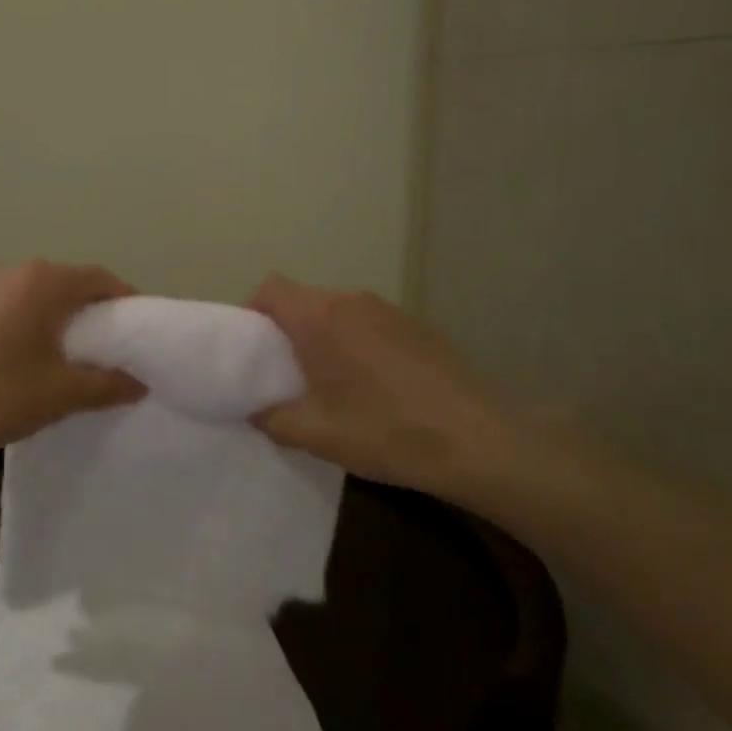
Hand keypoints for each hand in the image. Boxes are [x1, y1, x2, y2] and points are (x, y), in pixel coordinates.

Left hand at [0, 261, 145, 462]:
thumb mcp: (62, 393)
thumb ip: (108, 384)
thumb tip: (138, 383)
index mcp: (43, 281)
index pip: (101, 279)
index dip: (127, 303)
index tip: (143, 334)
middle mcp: (14, 273)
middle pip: (70, 285)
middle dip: (96, 314)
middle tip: (115, 350)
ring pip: (40, 299)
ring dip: (63, 322)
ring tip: (76, 360)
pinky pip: (14, 311)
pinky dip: (34, 328)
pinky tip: (32, 363)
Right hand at [247, 275, 546, 502]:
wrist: (481, 441)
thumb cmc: (387, 431)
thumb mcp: (317, 435)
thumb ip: (272, 419)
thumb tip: (253, 410)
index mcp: (321, 317)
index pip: (270, 289)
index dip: (251, 312)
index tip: (250, 350)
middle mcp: (352, 301)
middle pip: (302, 299)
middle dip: (284, 329)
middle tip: (282, 373)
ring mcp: (389, 310)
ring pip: (336, 311)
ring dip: (321, 337)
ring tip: (326, 382)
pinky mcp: (416, 326)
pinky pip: (367, 323)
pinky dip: (353, 343)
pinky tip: (370, 386)